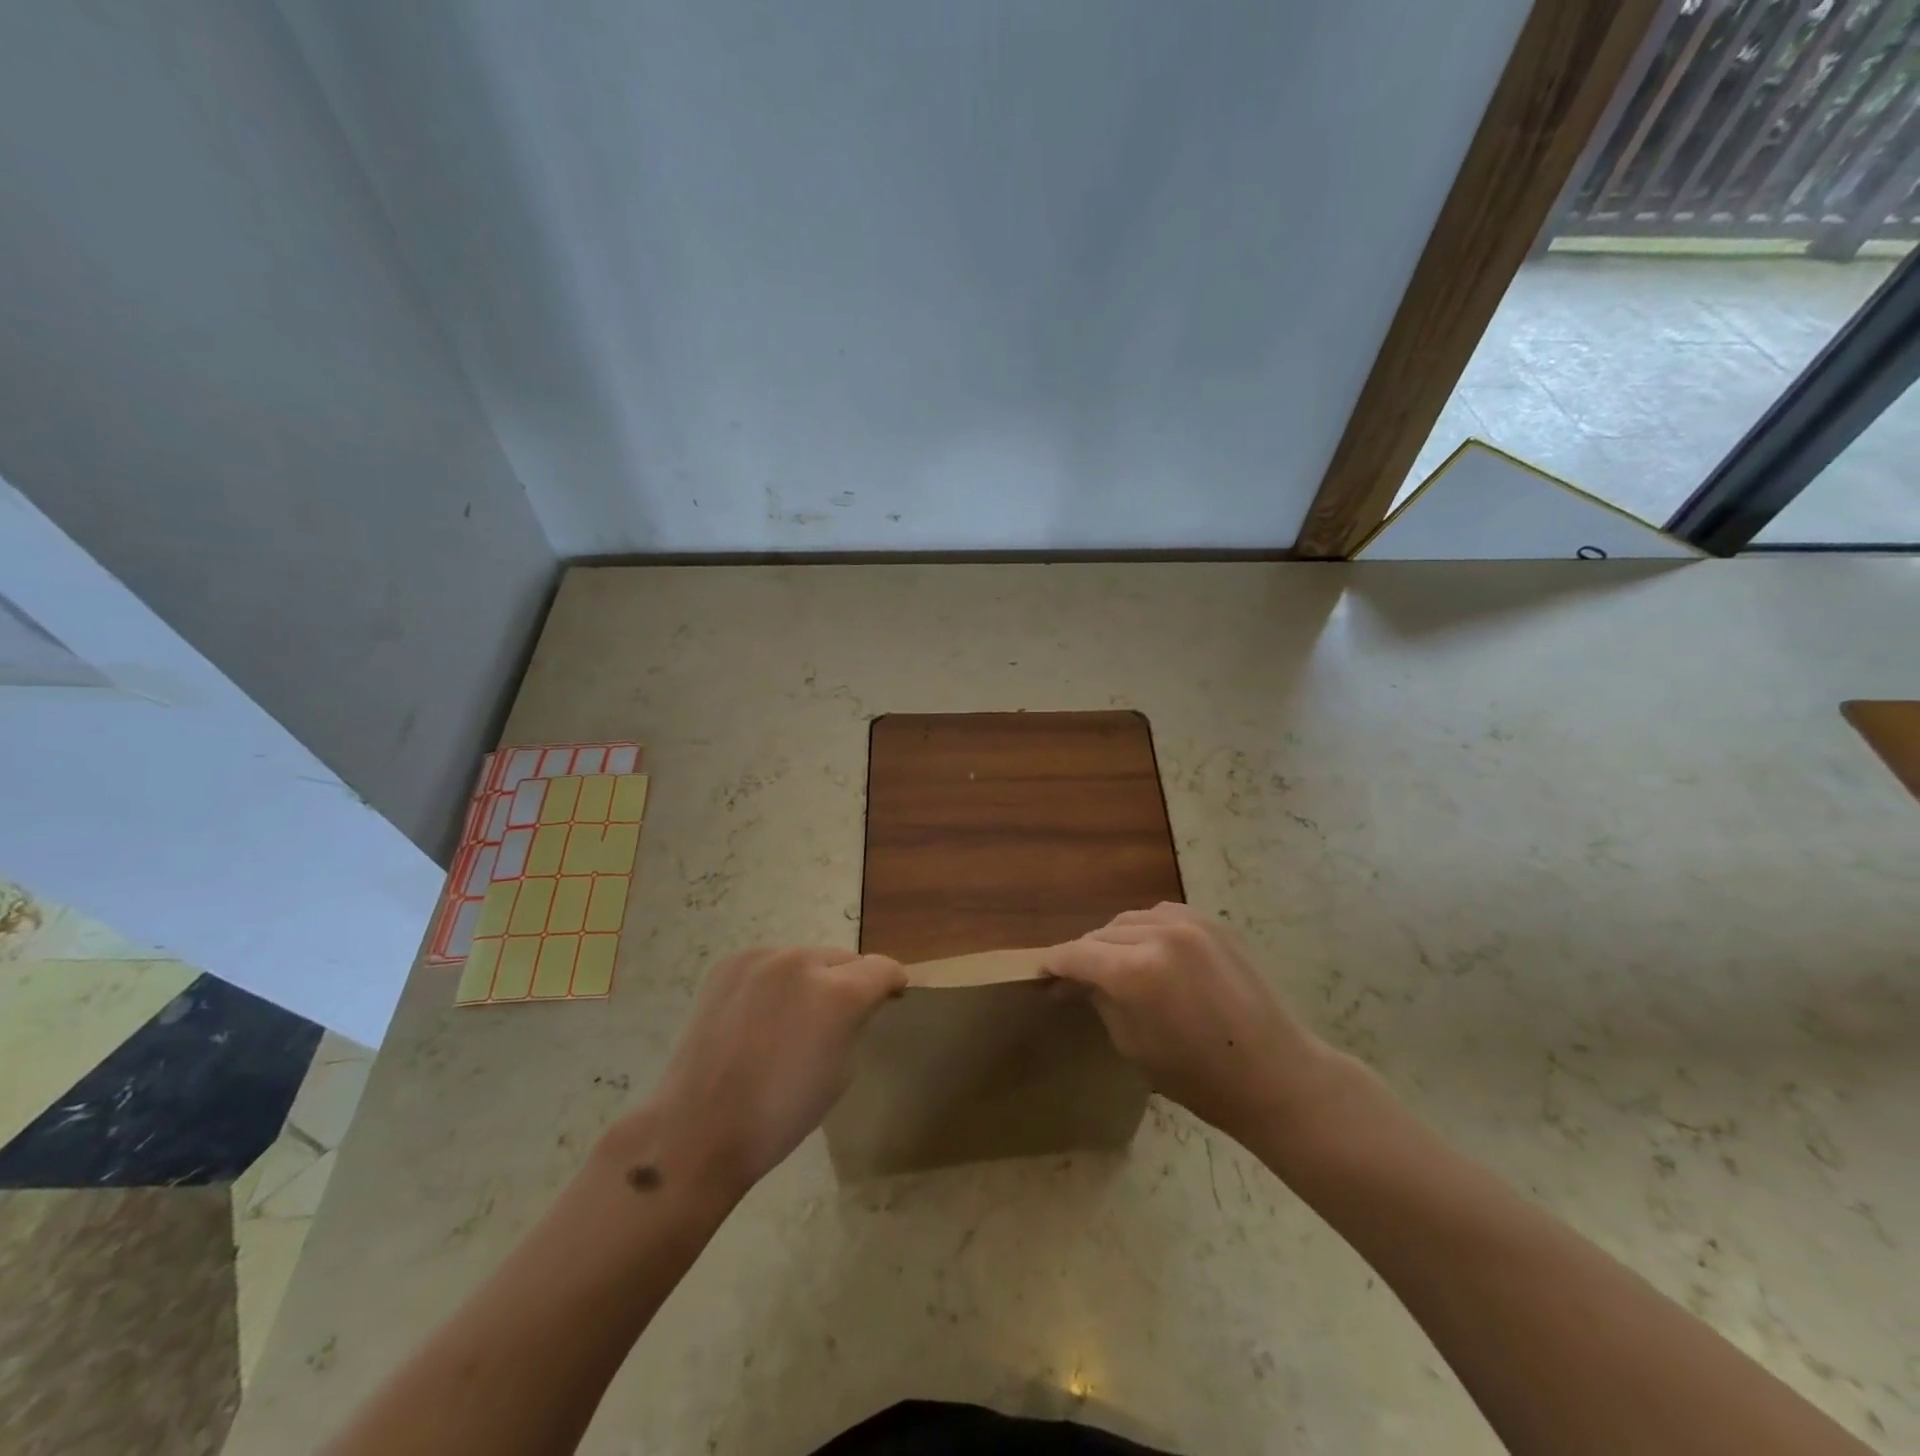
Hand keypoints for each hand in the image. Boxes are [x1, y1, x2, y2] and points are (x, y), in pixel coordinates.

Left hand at [647, 946, 905, 1197]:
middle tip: (840, 1015)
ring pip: (806, 958)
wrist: (699, 1127)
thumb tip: (857, 1004)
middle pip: (845, 958)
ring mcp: (762, 958)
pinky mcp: (731, 964)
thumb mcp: (841, 1071)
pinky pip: (771, 963)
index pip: (882, 968)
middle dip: (851, 981)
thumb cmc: (780, 1114)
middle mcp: (802, 962)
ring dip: (812, 978)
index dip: (892, 982)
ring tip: (795, 1016)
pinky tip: (762, 1015)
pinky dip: (777, 982)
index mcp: (838, 993)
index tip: (892, 996)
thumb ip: (855, 1023)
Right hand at [1045, 904, 1337, 1144]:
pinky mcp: (1211, 923)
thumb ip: (1100, 1000)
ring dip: (1114, 939)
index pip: (1077, 954)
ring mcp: (1188, 923)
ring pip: (1129, 919)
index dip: (1054, 964)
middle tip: (1075, 977)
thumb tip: (1077, 980)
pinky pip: (1160, 915)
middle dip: (1084, 954)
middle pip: (1101, 933)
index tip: (1041, 973)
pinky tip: (1148, 951)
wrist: (1275, 1074)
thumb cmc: (1199, 1077)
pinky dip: (1145, 929)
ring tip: (1113, 964)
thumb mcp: (1132, 1043)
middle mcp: (1158, 935)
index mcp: (1135, 971)